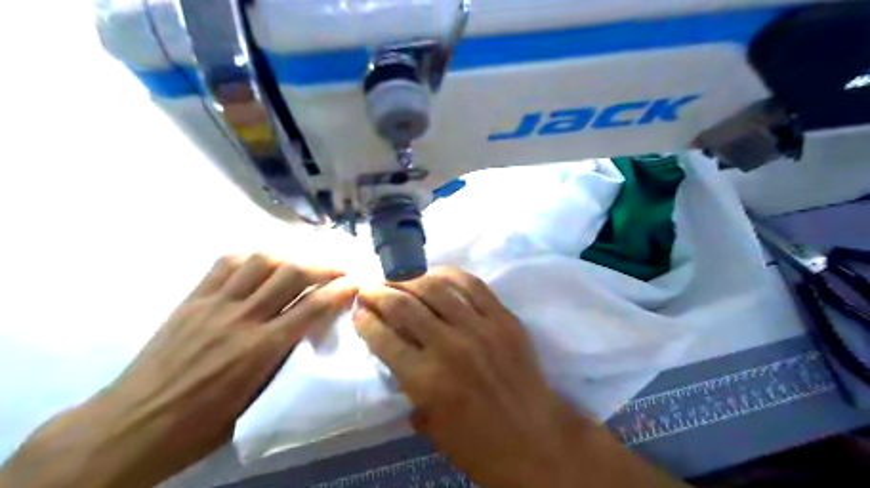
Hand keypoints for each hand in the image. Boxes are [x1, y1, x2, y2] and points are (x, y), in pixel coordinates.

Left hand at [1, 255, 355, 487]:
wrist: (131, 427)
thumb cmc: (200, 426)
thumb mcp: (256, 401)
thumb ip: (283, 361)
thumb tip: (304, 334)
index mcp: (261, 349)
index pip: (313, 307)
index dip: (339, 290)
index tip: (355, 283)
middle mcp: (243, 318)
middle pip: (291, 274)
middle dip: (322, 267)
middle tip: (336, 270)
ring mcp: (214, 304)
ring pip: (260, 261)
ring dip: (288, 259)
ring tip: (298, 266)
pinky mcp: (192, 300)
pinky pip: (224, 265)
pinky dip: (249, 259)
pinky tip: (258, 266)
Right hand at [351, 268, 685, 486]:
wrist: (537, 440)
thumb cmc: (480, 445)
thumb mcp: (431, 426)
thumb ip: (409, 389)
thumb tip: (396, 358)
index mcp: (426, 380)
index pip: (382, 337)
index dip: (364, 320)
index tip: (358, 311)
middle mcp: (449, 346)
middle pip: (403, 304)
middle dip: (378, 292)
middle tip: (369, 288)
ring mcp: (479, 327)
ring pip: (434, 287)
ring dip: (409, 279)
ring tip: (398, 280)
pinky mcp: (503, 317)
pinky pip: (472, 284)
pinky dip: (449, 274)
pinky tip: (435, 274)